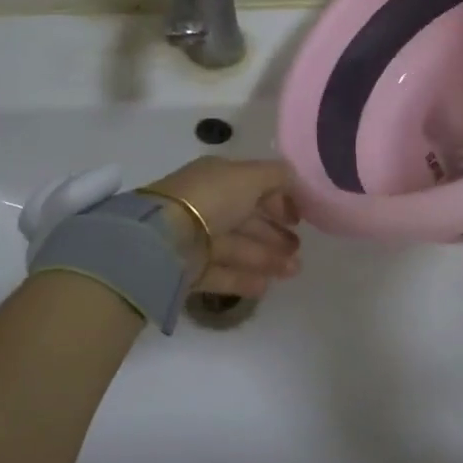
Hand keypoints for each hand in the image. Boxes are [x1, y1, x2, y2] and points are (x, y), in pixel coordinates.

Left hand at [146, 157, 301, 298]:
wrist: (163, 238)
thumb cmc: (212, 198)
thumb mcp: (251, 176)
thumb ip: (278, 176)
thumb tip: (295, 179)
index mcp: (218, 178)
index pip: (253, 187)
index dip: (278, 200)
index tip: (299, 218)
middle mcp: (207, 205)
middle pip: (247, 220)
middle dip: (275, 234)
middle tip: (299, 249)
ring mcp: (196, 238)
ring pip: (238, 248)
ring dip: (268, 258)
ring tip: (294, 270)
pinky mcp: (189, 269)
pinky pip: (222, 273)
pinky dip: (244, 279)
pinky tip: (266, 286)